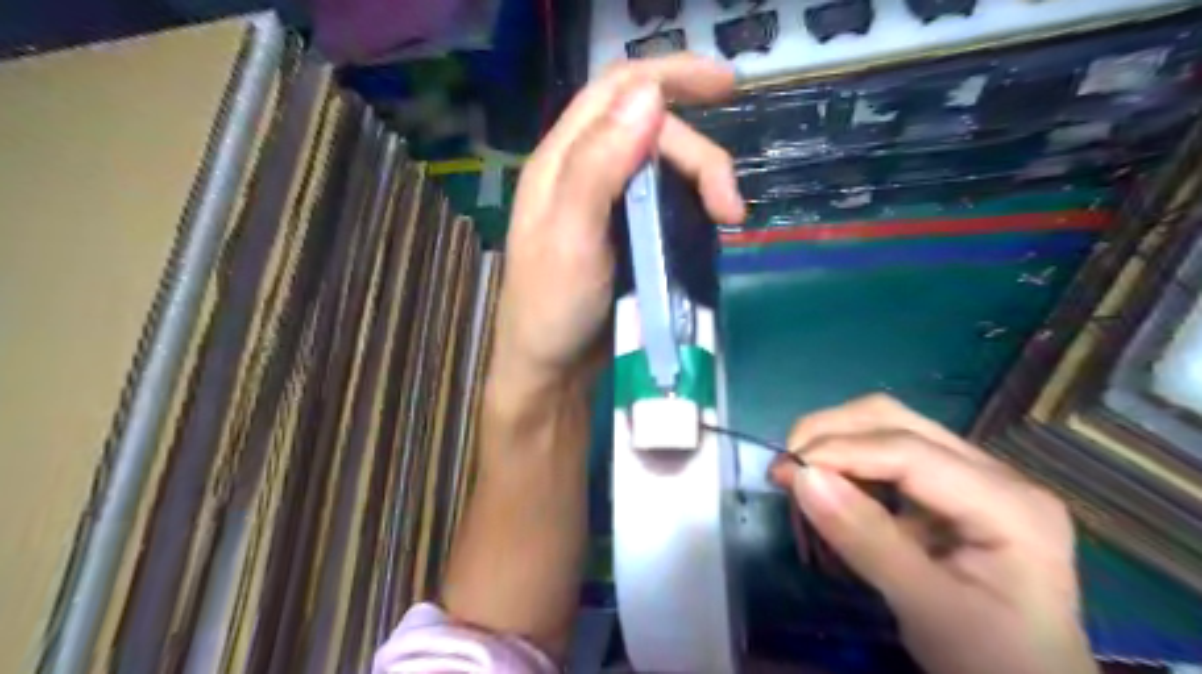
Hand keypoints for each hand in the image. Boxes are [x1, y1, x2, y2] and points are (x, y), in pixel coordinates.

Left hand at [489, 55, 741, 394]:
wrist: (551, 369)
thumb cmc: (552, 308)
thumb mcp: (570, 236)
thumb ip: (599, 163)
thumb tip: (648, 92)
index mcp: (562, 160)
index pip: (617, 90)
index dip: (670, 74)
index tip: (727, 85)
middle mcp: (585, 171)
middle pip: (652, 131)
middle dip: (700, 157)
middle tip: (730, 207)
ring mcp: (607, 203)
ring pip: (665, 165)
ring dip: (703, 180)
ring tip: (727, 219)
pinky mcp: (626, 232)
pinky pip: (667, 199)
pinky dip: (694, 204)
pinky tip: (708, 225)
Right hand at [770, 394, 1095, 673]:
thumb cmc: (990, 659)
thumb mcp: (927, 608)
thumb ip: (866, 540)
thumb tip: (802, 477)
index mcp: (1010, 504)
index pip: (910, 451)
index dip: (841, 452)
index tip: (786, 472)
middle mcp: (995, 473)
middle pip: (896, 420)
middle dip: (831, 433)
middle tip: (786, 468)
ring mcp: (973, 475)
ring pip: (888, 427)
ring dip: (835, 443)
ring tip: (800, 476)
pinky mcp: (949, 487)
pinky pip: (887, 454)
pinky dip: (848, 463)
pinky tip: (830, 489)